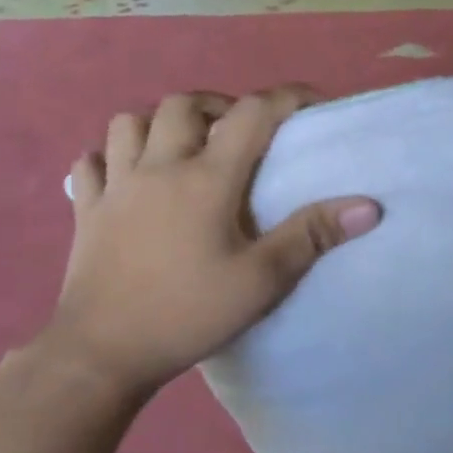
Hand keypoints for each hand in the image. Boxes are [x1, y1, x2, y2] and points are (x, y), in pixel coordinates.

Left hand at [35, 86, 380, 398]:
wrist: (103, 353)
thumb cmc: (187, 314)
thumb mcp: (261, 281)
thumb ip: (311, 236)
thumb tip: (368, 206)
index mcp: (205, 179)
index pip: (252, 113)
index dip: (288, 98)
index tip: (314, 105)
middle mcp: (157, 167)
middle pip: (184, 104)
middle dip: (218, 106)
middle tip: (240, 134)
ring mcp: (114, 186)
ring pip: (128, 122)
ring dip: (159, 124)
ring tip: (183, 149)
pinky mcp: (85, 210)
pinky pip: (90, 164)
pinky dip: (110, 158)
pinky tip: (125, 178)